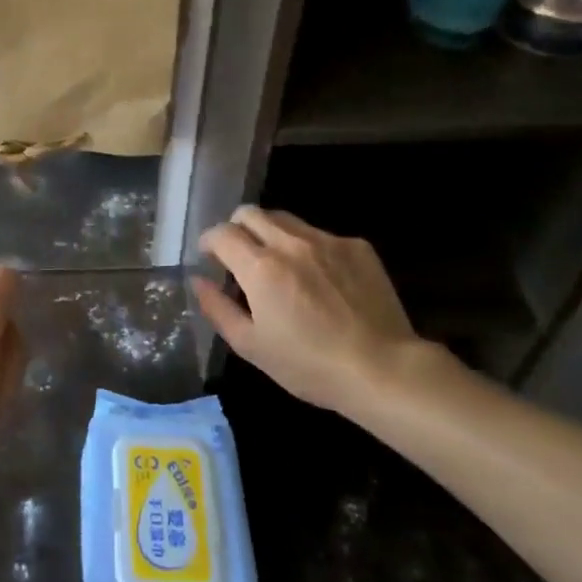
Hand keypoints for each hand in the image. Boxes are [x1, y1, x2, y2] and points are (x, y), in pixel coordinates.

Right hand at [193, 206, 430, 413]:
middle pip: (249, 213)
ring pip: (285, 219)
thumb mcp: (252, 346)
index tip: (210, 256)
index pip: (221, 233)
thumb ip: (217, 308)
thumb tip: (198, 281)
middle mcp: (290, 243)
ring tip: (279, 263)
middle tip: (240, 255)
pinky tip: (320, 278)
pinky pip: (320, 234)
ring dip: (270, 233)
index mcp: (260, 267)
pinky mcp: (357, 246)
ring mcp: (327, 241)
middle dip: (236, 228)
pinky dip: (308, 247)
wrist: (384, 369)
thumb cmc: (310, 365)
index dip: (209, 241)